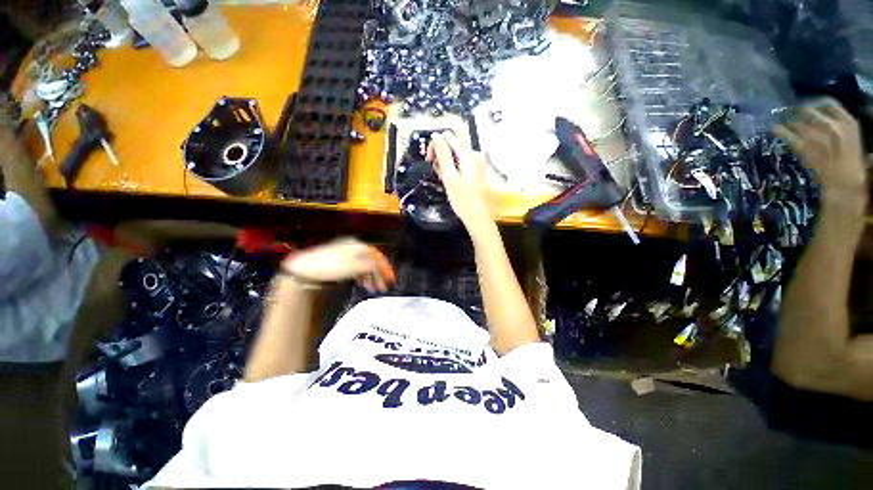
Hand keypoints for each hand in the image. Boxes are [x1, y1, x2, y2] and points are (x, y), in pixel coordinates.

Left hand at [282, 238, 395, 292]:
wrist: (305, 271)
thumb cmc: (332, 266)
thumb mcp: (355, 266)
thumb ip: (370, 267)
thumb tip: (380, 268)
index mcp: (358, 245)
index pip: (377, 256)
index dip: (386, 267)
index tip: (392, 279)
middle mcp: (353, 248)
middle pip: (371, 261)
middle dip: (379, 274)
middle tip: (384, 287)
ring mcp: (346, 255)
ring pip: (364, 266)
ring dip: (371, 277)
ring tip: (374, 289)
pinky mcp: (339, 263)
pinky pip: (356, 269)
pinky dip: (362, 277)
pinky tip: (363, 284)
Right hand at [426, 131, 492, 230]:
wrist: (479, 218)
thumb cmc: (464, 201)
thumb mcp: (450, 178)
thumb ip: (443, 156)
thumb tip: (436, 137)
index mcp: (468, 154)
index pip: (447, 137)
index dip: (435, 146)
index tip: (430, 161)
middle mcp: (474, 155)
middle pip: (451, 147)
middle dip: (440, 158)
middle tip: (438, 175)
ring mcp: (476, 164)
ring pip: (454, 157)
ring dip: (445, 166)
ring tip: (446, 182)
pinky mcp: (475, 173)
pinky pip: (460, 166)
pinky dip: (452, 172)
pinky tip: (452, 184)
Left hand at [775, 98, 867, 207]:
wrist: (845, 185)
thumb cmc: (852, 166)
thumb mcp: (853, 139)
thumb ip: (840, 127)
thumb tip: (827, 120)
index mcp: (849, 122)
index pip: (829, 103)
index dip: (815, 102)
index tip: (807, 104)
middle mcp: (833, 125)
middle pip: (810, 110)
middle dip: (797, 110)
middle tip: (788, 111)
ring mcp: (818, 135)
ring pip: (797, 122)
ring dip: (788, 120)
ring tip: (780, 120)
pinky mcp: (805, 147)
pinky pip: (789, 135)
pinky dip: (779, 130)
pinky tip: (773, 128)